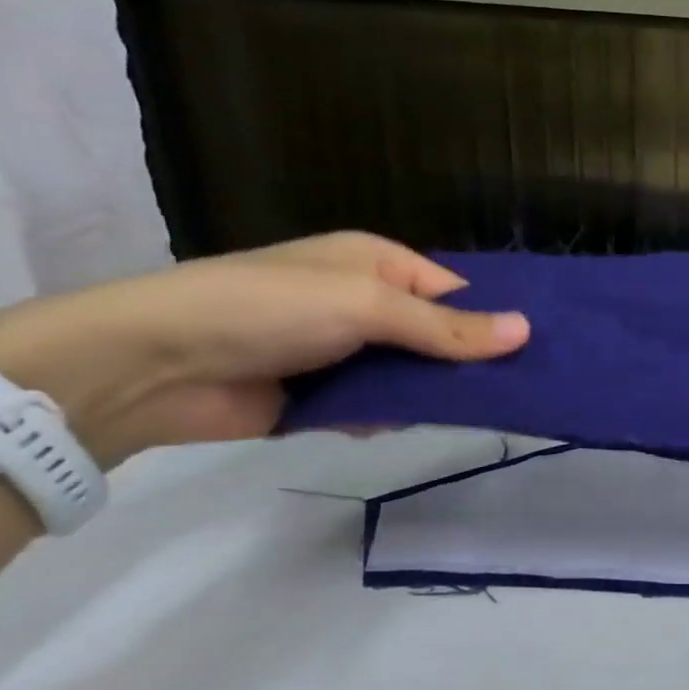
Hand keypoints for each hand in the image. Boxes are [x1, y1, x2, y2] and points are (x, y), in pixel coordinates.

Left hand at [0, 233, 528, 467]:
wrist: (154, 366)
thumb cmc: (270, 308)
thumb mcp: (368, 306)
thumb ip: (447, 328)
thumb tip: (527, 331)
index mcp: (379, 264)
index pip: (455, 291)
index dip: (492, 318)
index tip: (534, 350)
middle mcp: (366, 304)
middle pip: (438, 336)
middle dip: (466, 361)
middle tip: (516, 389)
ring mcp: (344, 351)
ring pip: (412, 375)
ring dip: (428, 393)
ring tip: (469, 412)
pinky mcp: (323, 396)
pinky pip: (376, 406)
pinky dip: (387, 416)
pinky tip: (392, 425)